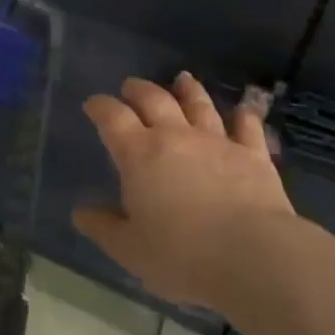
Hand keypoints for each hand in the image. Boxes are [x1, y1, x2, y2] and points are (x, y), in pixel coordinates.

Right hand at [75, 74, 296, 309]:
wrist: (253, 256)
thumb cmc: (182, 256)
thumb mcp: (130, 250)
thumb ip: (104, 228)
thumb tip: (80, 213)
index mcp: (139, 154)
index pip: (113, 118)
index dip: (100, 107)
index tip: (93, 104)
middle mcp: (176, 136)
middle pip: (154, 100)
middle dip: (138, 90)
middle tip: (130, 86)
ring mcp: (217, 141)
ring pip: (199, 104)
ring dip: (189, 90)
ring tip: (182, 79)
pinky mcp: (253, 155)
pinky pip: (248, 127)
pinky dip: (245, 117)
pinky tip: (245, 110)